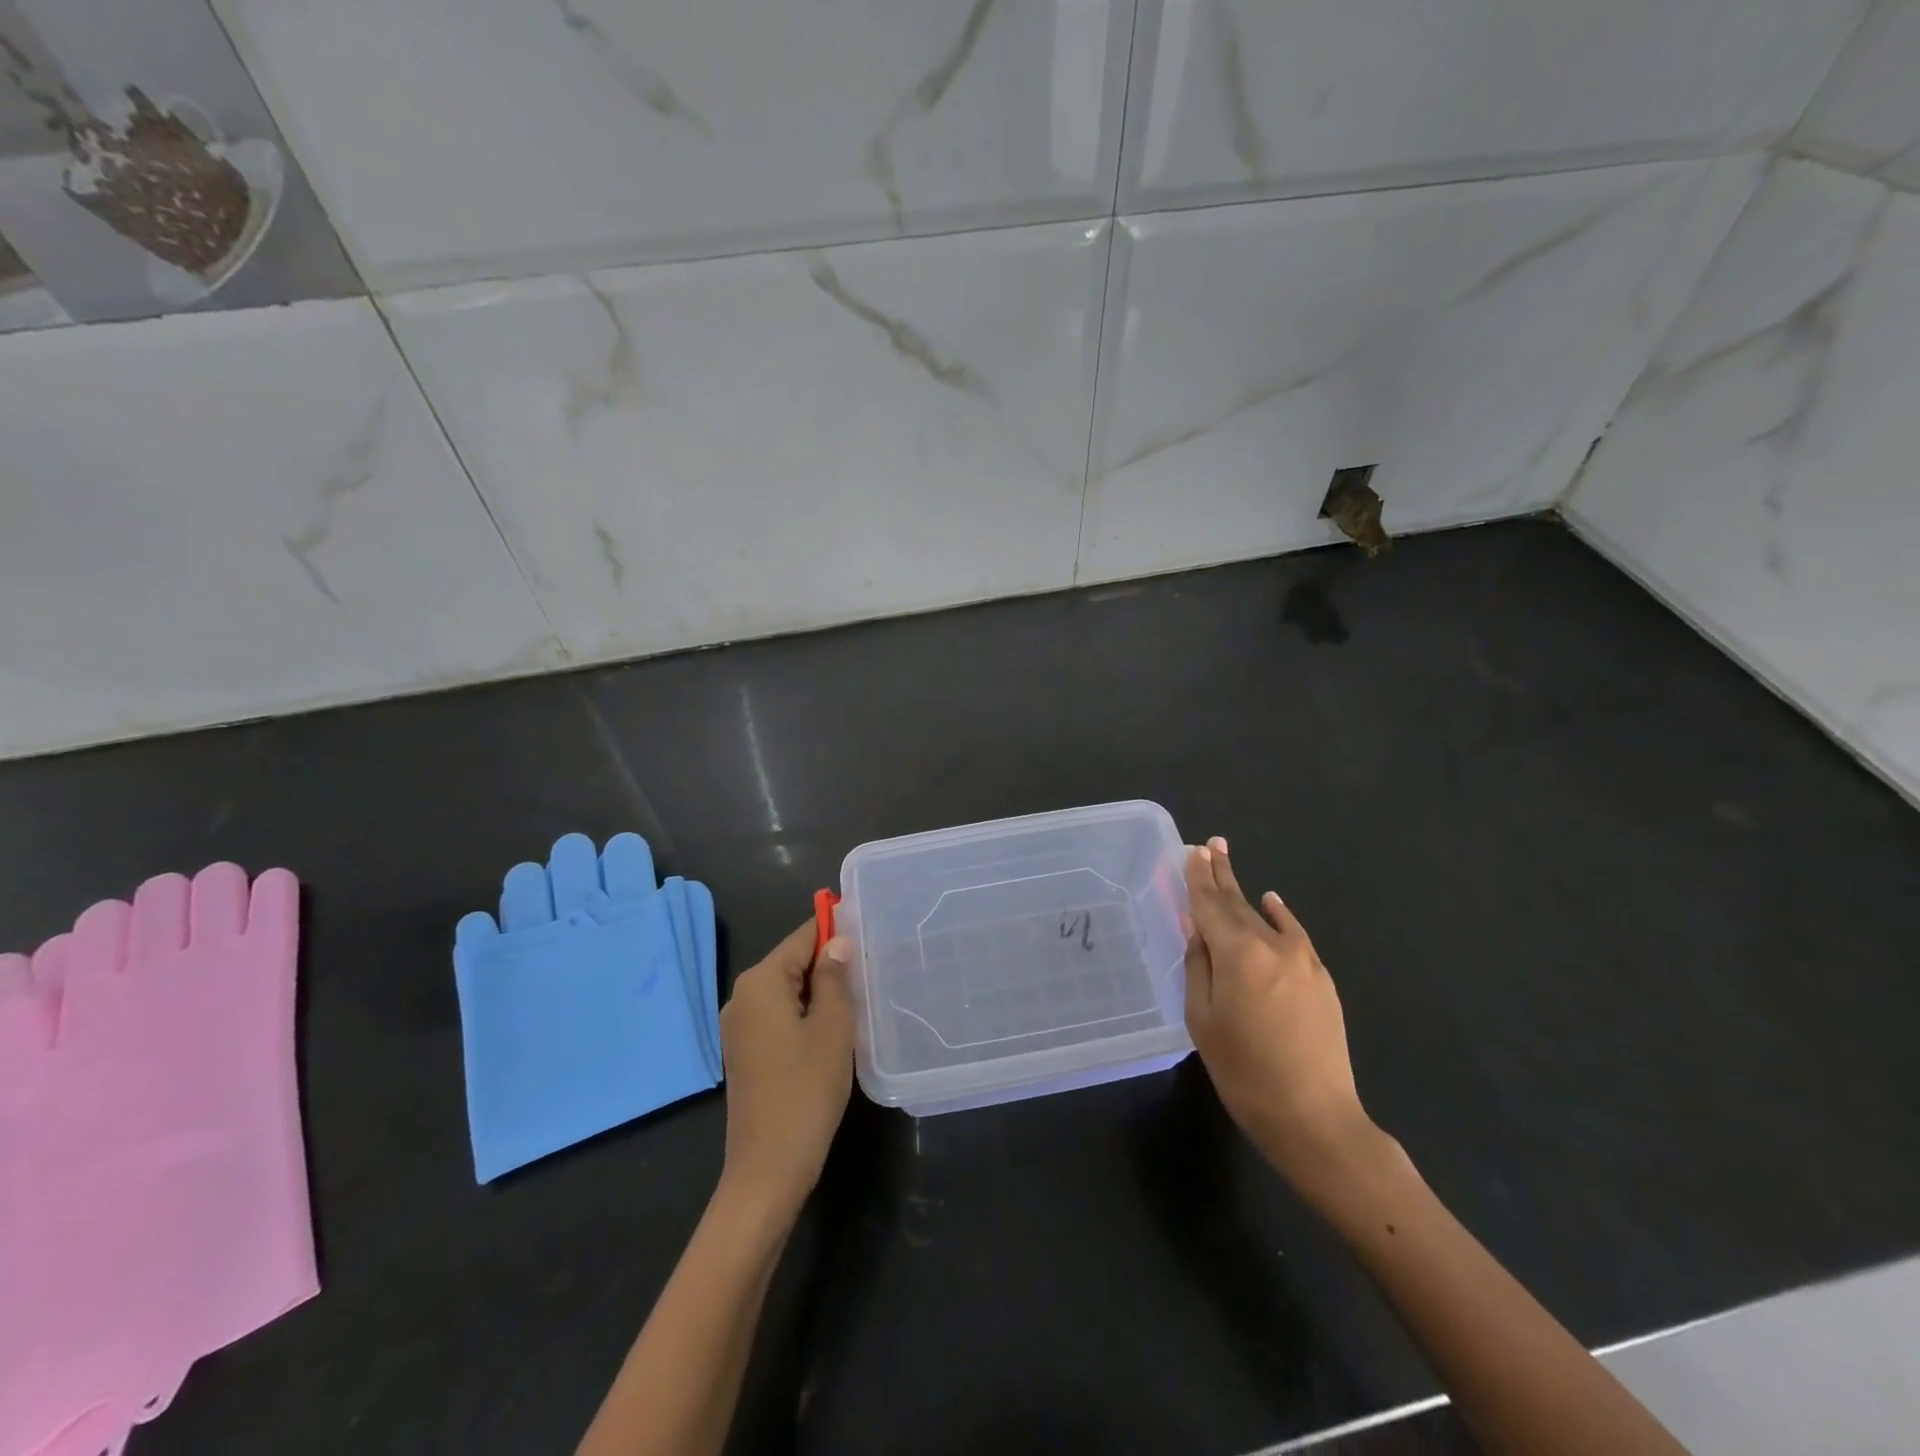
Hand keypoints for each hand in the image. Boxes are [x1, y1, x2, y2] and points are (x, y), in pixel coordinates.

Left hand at [716, 921, 853, 1218]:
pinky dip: (805, 1014)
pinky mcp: (745, 1052)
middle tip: (870, 971)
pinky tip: (832, 1030)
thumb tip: (838, 941)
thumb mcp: (833, 1027)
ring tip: (858, 999)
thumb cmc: (806, 1090)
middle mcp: (742, 996)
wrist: (769, 1168)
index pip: (802, 937)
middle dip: (829, 963)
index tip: (867, 930)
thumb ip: (835, 977)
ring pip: (787, 991)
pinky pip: (779, 1015)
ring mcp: (739, 1027)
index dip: (834, 930)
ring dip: (819, 992)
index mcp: (760, 982)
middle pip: (792, 962)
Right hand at [1182, 838, 1381, 1198]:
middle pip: (1238, 903)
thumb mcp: (1203, 1019)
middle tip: (1210, 844)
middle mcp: (1271, 945)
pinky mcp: (1321, 978)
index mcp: (1237, 954)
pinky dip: (1279, 915)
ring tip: (1228, 864)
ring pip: (1264, 917)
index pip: (1210, 905)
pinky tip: (1272, 902)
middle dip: (1220, 874)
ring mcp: (1302, 960)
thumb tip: (1196, 927)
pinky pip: (1295, 935)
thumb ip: (1198, 966)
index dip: (1199, 878)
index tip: (1193, 850)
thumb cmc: (1244, 1072)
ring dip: (1244, 892)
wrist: (1315, 1118)